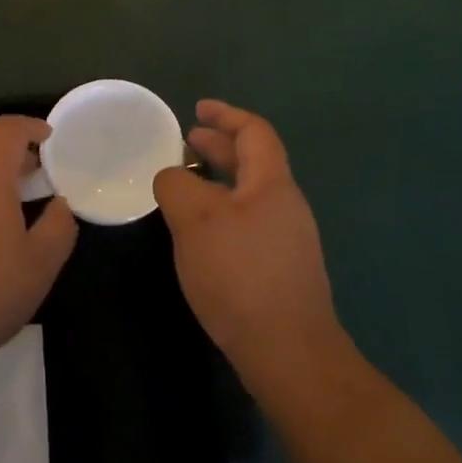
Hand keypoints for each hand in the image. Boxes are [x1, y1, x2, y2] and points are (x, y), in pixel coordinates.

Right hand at [153, 101, 345, 400]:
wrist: (288, 353)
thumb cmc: (240, 274)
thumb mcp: (195, 219)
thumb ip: (177, 185)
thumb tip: (173, 177)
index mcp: (272, 183)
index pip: (254, 131)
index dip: (226, 115)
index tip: (198, 109)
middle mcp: (285, 205)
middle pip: (252, 161)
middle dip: (218, 147)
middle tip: (184, 144)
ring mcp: (287, 239)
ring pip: (248, 194)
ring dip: (217, 181)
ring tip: (185, 187)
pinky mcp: (280, 270)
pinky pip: (248, 223)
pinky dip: (222, 212)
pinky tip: (200, 234)